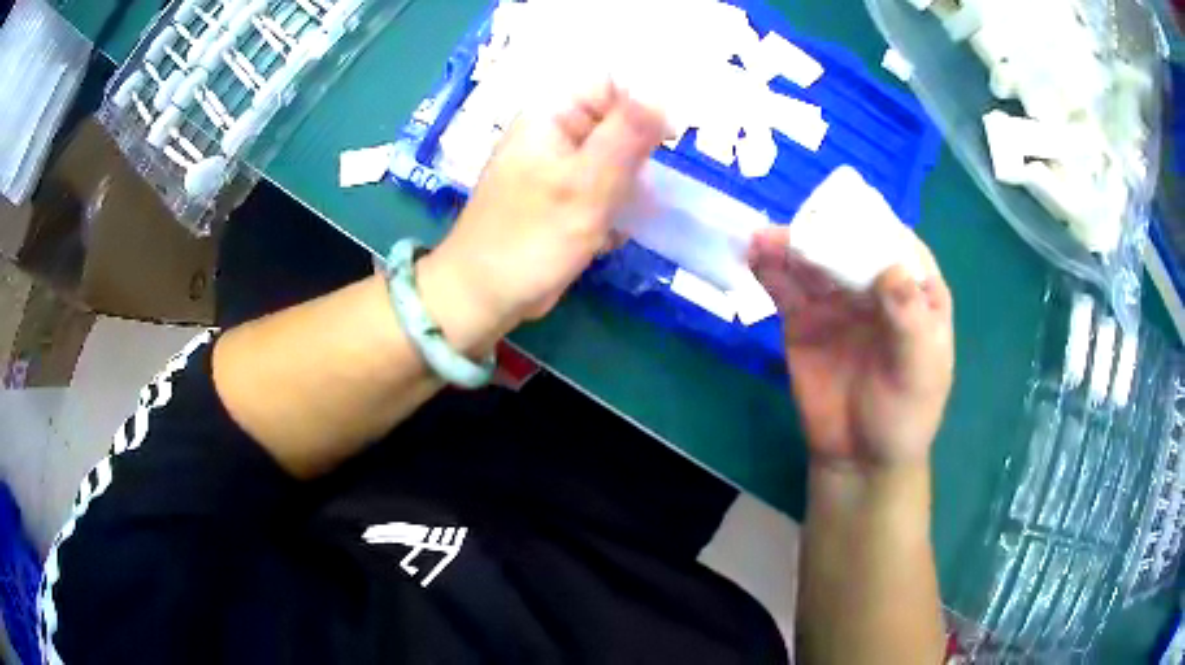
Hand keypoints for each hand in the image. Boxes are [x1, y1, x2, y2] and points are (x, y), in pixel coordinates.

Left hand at [417, 82, 666, 354]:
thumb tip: (663, 96)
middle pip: (616, 123)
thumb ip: (627, 136)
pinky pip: (603, 189)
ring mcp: (558, 166)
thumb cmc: (530, 237)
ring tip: (617, 217)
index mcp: (552, 115)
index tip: (669, 141)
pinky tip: (605, 234)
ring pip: (614, 160)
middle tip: (637, 190)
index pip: (611, 85)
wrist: (484, 295)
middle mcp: (555, 133)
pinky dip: (613, 208)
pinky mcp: (563, 198)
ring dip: (627, 187)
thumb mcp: (586, 183)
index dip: (645, 105)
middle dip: (636, 155)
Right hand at [750, 226, 954, 471]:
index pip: (896, 243)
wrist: (859, 459)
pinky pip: (785, 288)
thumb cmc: (905, 414)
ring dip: (788, 245)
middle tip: (797, 231)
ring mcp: (836, 301)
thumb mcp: (920, 370)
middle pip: (849, 244)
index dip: (873, 226)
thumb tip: (889, 267)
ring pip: (812, 261)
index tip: (848, 218)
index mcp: (914, 290)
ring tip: (763, 241)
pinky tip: (754, 259)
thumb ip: (909, 320)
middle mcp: (874, 286)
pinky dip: (769, 270)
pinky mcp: (802, 320)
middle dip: (823, 230)